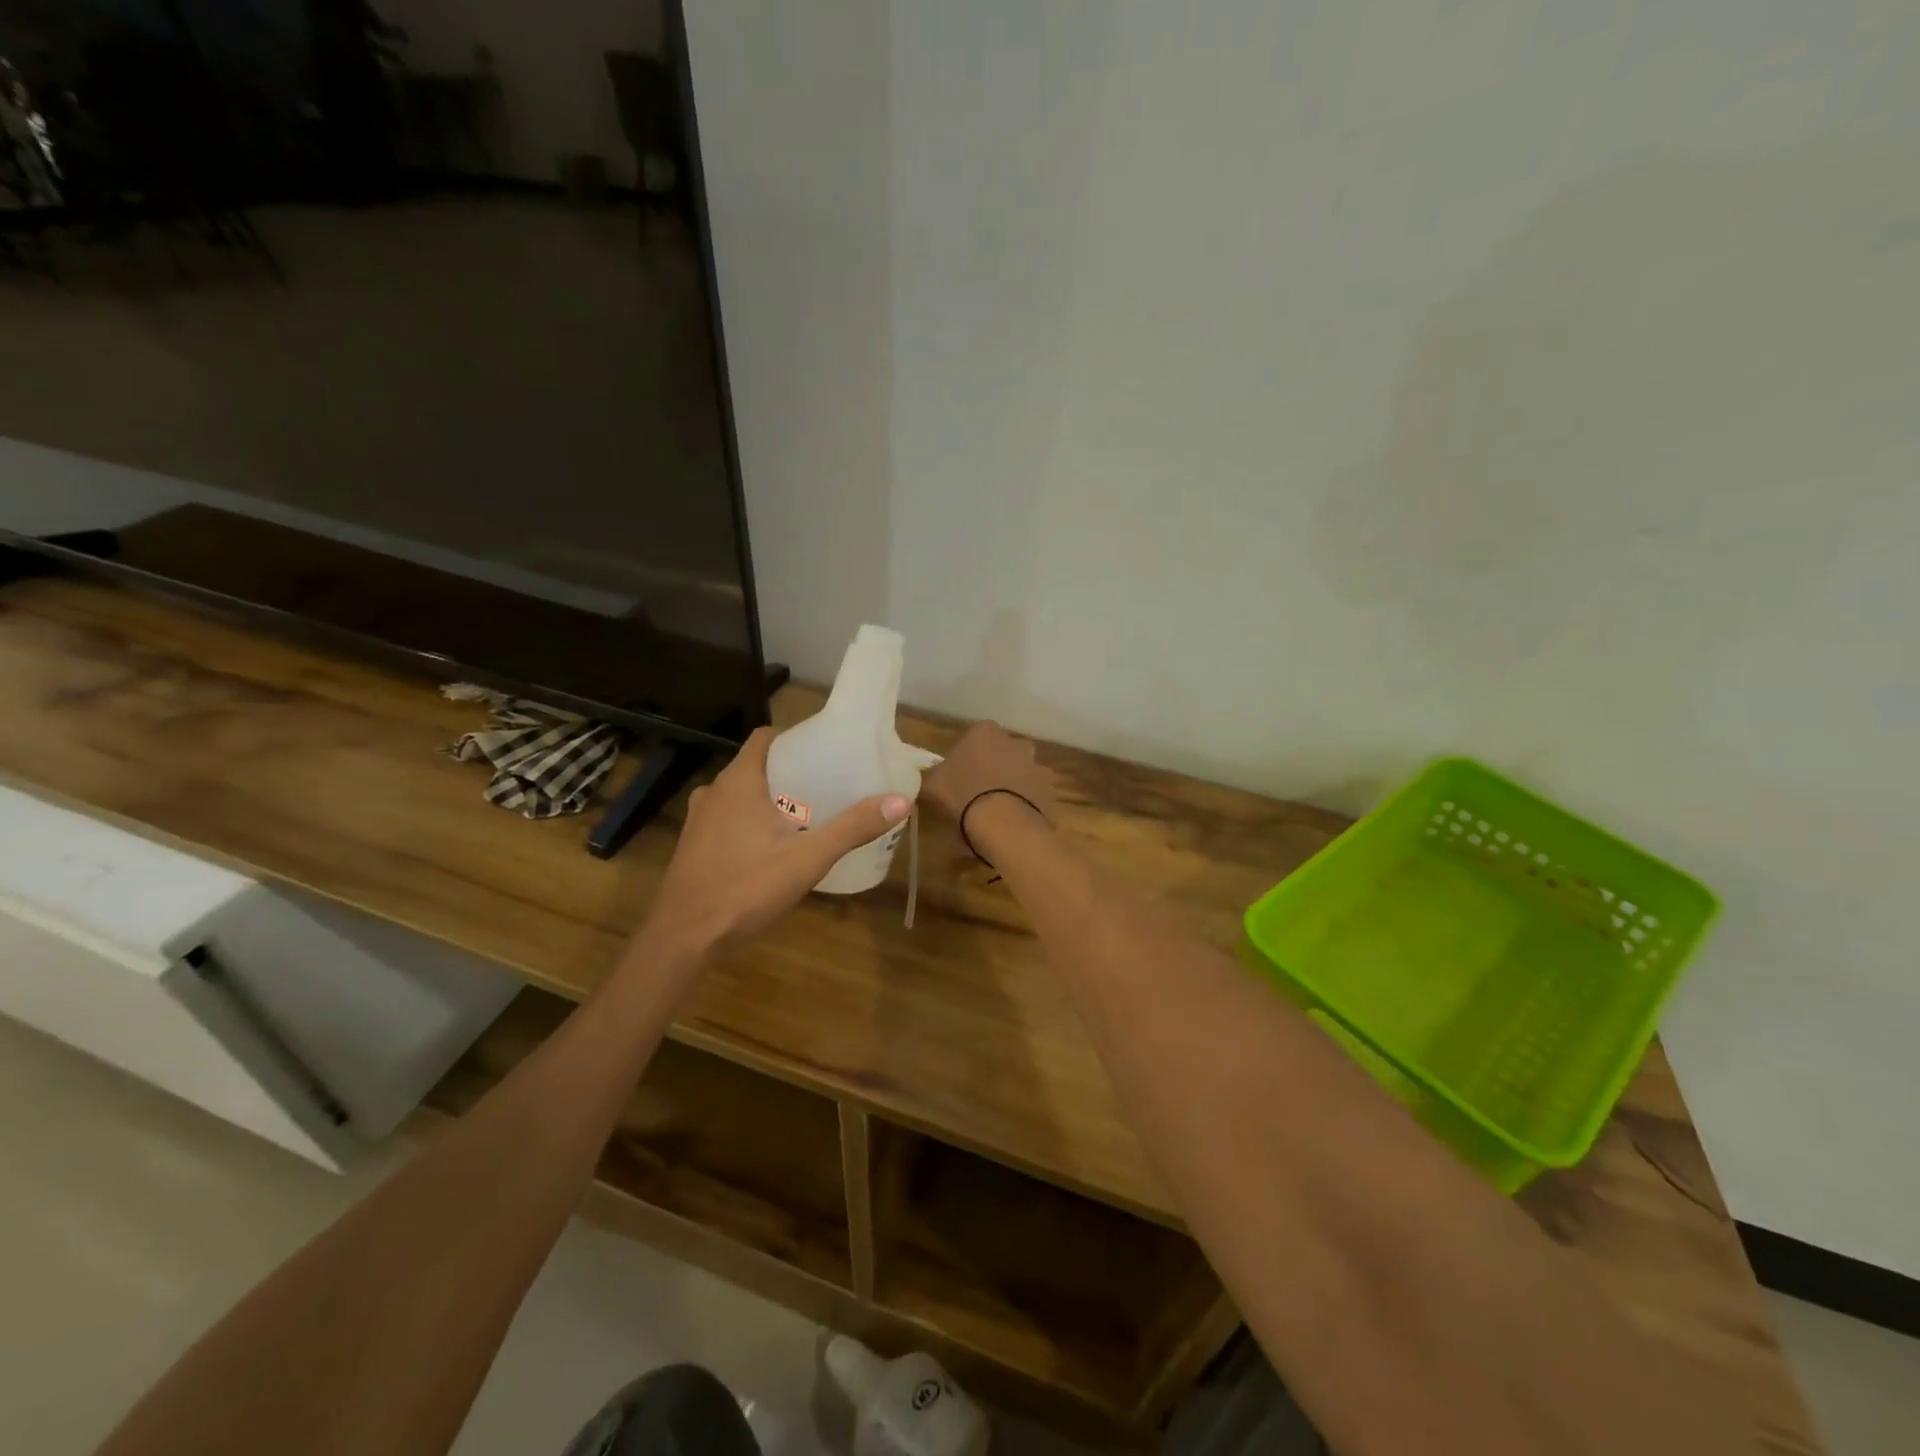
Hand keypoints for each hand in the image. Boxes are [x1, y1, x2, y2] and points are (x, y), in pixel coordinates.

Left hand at [647, 727, 910, 954]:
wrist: (684, 938)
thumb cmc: (745, 888)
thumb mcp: (808, 859)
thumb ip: (852, 828)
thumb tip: (901, 801)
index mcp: (739, 781)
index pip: (766, 737)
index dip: (796, 738)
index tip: (827, 751)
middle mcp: (715, 792)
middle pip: (757, 766)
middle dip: (791, 771)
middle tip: (829, 784)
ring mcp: (700, 820)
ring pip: (742, 795)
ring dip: (771, 799)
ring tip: (809, 814)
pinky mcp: (694, 846)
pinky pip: (729, 819)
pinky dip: (753, 822)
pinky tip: (775, 847)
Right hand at [920, 722, 1060, 825]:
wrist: (1003, 825)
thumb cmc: (961, 796)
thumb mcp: (931, 785)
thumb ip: (930, 775)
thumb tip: (926, 776)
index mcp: (985, 732)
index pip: (974, 737)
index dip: (966, 757)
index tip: (957, 777)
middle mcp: (1015, 742)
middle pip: (1002, 753)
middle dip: (993, 767)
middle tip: (977, 793)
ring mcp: (1037, 766)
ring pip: (1021, 773)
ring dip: (1012, 786)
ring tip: (997, 812)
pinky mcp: (1050, 791)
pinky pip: (1035, 795)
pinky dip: (1027, 804)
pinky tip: (1013, 822)